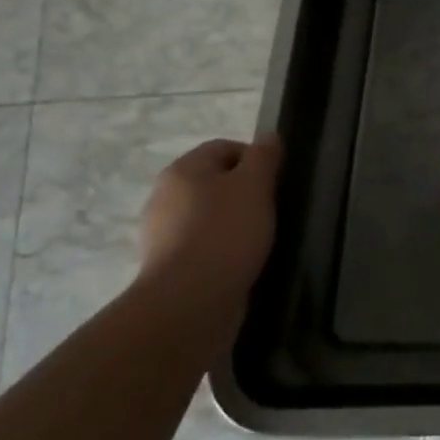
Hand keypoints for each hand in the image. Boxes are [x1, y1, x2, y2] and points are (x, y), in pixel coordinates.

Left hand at [138, 135, 281, 324]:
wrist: (189, 303)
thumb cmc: (225, 233)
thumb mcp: (255, 185)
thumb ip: (264, 156)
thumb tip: (269, 136)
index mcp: (183, 170)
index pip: (224, 147)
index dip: (255, 159)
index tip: (277, 182)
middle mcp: (165, 196)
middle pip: (214, 182)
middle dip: (244, 193)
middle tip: (271, 210)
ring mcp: (162, 234)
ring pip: (208, 216)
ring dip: (233, 223)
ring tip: (259, 240)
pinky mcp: (167, 267)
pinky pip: (201, 247)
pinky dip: (221, 250)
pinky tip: (240, 263)